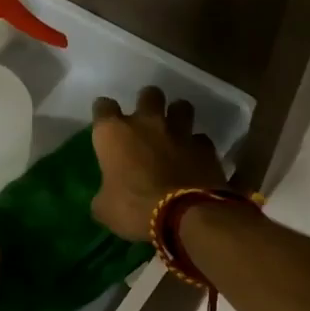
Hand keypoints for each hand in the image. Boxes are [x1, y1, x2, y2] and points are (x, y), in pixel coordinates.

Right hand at [91, 87, 226, 241]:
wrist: (185, 216)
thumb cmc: (134, 208)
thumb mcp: (105, 209)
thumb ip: (105, 194)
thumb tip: (107, 196)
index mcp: (114, 133)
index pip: (103, 107)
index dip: (103, 112)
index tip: (105, 121)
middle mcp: (147, 123)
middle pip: (148, 94)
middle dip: (147, 102)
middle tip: (146, 119)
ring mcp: (180, 132)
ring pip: (181, 106)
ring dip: (177, 115)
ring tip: (175, 129)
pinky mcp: (206, 147)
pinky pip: (201, 139)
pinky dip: (197, 146)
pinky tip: (195, 158)